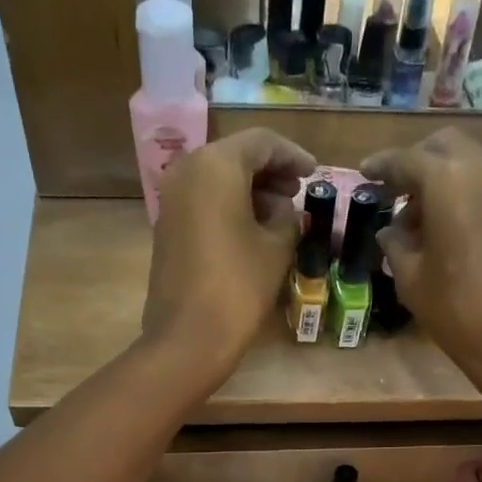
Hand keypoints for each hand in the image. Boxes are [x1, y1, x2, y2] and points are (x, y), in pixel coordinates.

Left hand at [142, 129, 317, 382]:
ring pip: (217, 180)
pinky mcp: (167, 228)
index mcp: (216, 165)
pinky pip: (203, 203)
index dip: (292, 155)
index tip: (314, 173)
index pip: (261, 143)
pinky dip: (229, 207)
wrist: (188, 338)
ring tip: (279, 216)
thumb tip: (285, 209)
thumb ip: (287, 217)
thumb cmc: (238, 287)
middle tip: (297, 192)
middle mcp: (187, 171)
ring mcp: (171, 200)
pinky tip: (251, 231)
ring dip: (250, 191)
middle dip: (269, 172)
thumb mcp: (276, 248)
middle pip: (235, 157)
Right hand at [362, 130, 481, 400]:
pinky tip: (442, 229)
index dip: (381, 166)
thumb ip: (395, 246)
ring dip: (439, 179)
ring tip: (416, 219)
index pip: (406, 160)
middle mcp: (480, 169)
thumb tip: (389, 231)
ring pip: (465, 163)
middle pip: (442, 147)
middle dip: (415, 163)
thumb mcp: (411, 280)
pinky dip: (459, 193)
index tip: (363, 173)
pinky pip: (481, 184)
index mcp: (447, 180)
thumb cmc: (458, 310)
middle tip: (393, 192)